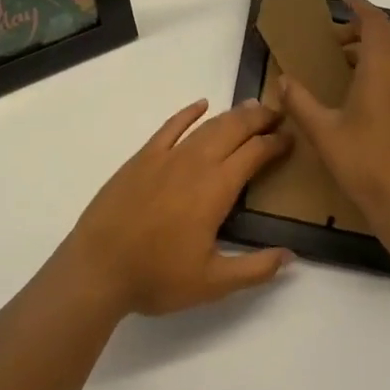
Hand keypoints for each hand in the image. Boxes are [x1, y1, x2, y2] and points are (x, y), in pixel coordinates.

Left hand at [62, 100, 295, 316]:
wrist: (98, 267)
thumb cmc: (156, 277)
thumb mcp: (212, 284)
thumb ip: (255, 269)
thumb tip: (290, 256)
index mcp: (215, 189)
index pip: (254, 154)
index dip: (275, 143)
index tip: (291, 138)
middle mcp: (195, 163)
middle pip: (233, 129)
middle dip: (258, 119)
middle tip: (278, 114)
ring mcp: (166, 156)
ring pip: (207, 126)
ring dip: (232, 114)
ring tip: (251, 109)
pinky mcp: (143, 157)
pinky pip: (171, 126)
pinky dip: (189, 113)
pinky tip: (201, 105)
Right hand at [280, 0, 389, 235]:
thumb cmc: (365, 163)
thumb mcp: (324, 132)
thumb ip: (300, 102)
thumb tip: (283, 79)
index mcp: (383, 69)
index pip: (376, 23)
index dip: (361, 7)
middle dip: (366, 27)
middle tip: (338, 35)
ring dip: (376, 48)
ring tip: (346, 61)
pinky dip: (387, 67)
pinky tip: (367, 92)